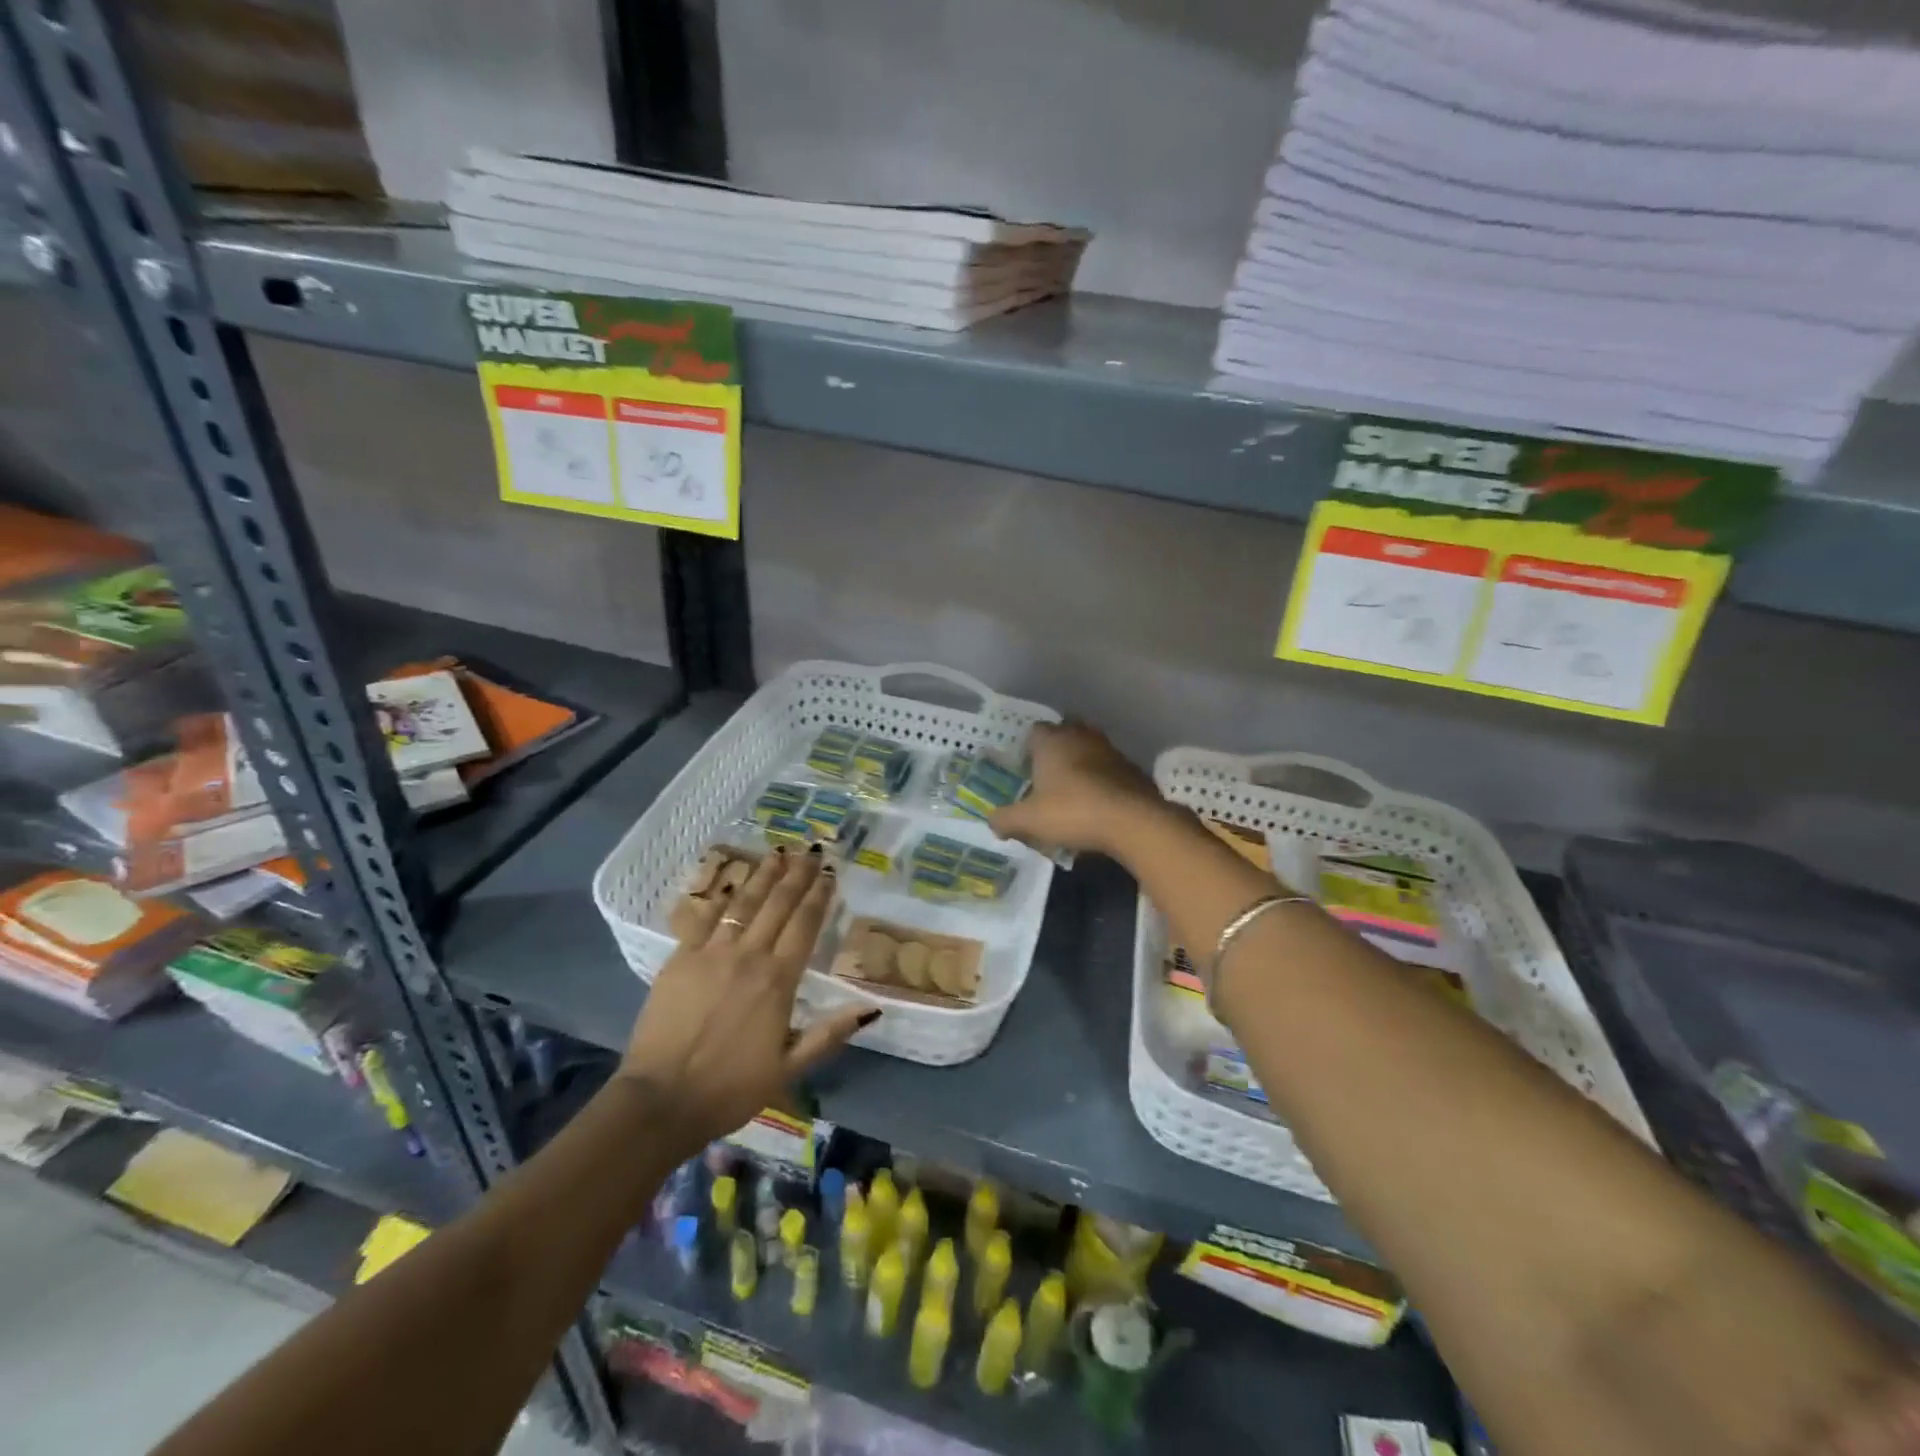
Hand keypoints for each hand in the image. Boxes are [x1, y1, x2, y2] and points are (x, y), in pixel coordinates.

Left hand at [620, 846, 875, 1154]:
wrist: (662, 1099)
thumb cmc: (731, 1087)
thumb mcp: (790, 1067)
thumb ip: (829, 1033)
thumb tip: (871, 1008)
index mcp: (778, 980)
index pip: (805, 925)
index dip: (819, 896)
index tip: (830, 873)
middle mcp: (749, 956)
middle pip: (778, 905)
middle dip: (797, 875)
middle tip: (811, 851)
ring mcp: (711, 953)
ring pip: (744, 903)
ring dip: (763, 876)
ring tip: (778, 853)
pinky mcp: (680, 958)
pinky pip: (705, 918)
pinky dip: (721, 898)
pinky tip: (731, 884)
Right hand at [989, 720, 1165, 856]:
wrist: (1132, 821)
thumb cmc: (1072, 811)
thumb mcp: (1029, 820)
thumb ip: (1005, 819)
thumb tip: (991, 821)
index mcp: (1052, 740)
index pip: (1035, 731)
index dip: (1028, 748)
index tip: (1026, 769)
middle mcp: (1081, 736)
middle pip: (1064, 734)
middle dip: (1056, 752)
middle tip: (1048, 778)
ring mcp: (1110, 749)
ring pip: (1089, 750)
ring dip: (1082, 765)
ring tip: (1073, 793)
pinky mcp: (1132, 768)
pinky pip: (1110, 769)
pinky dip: (1103, 781)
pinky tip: (1099, 804)